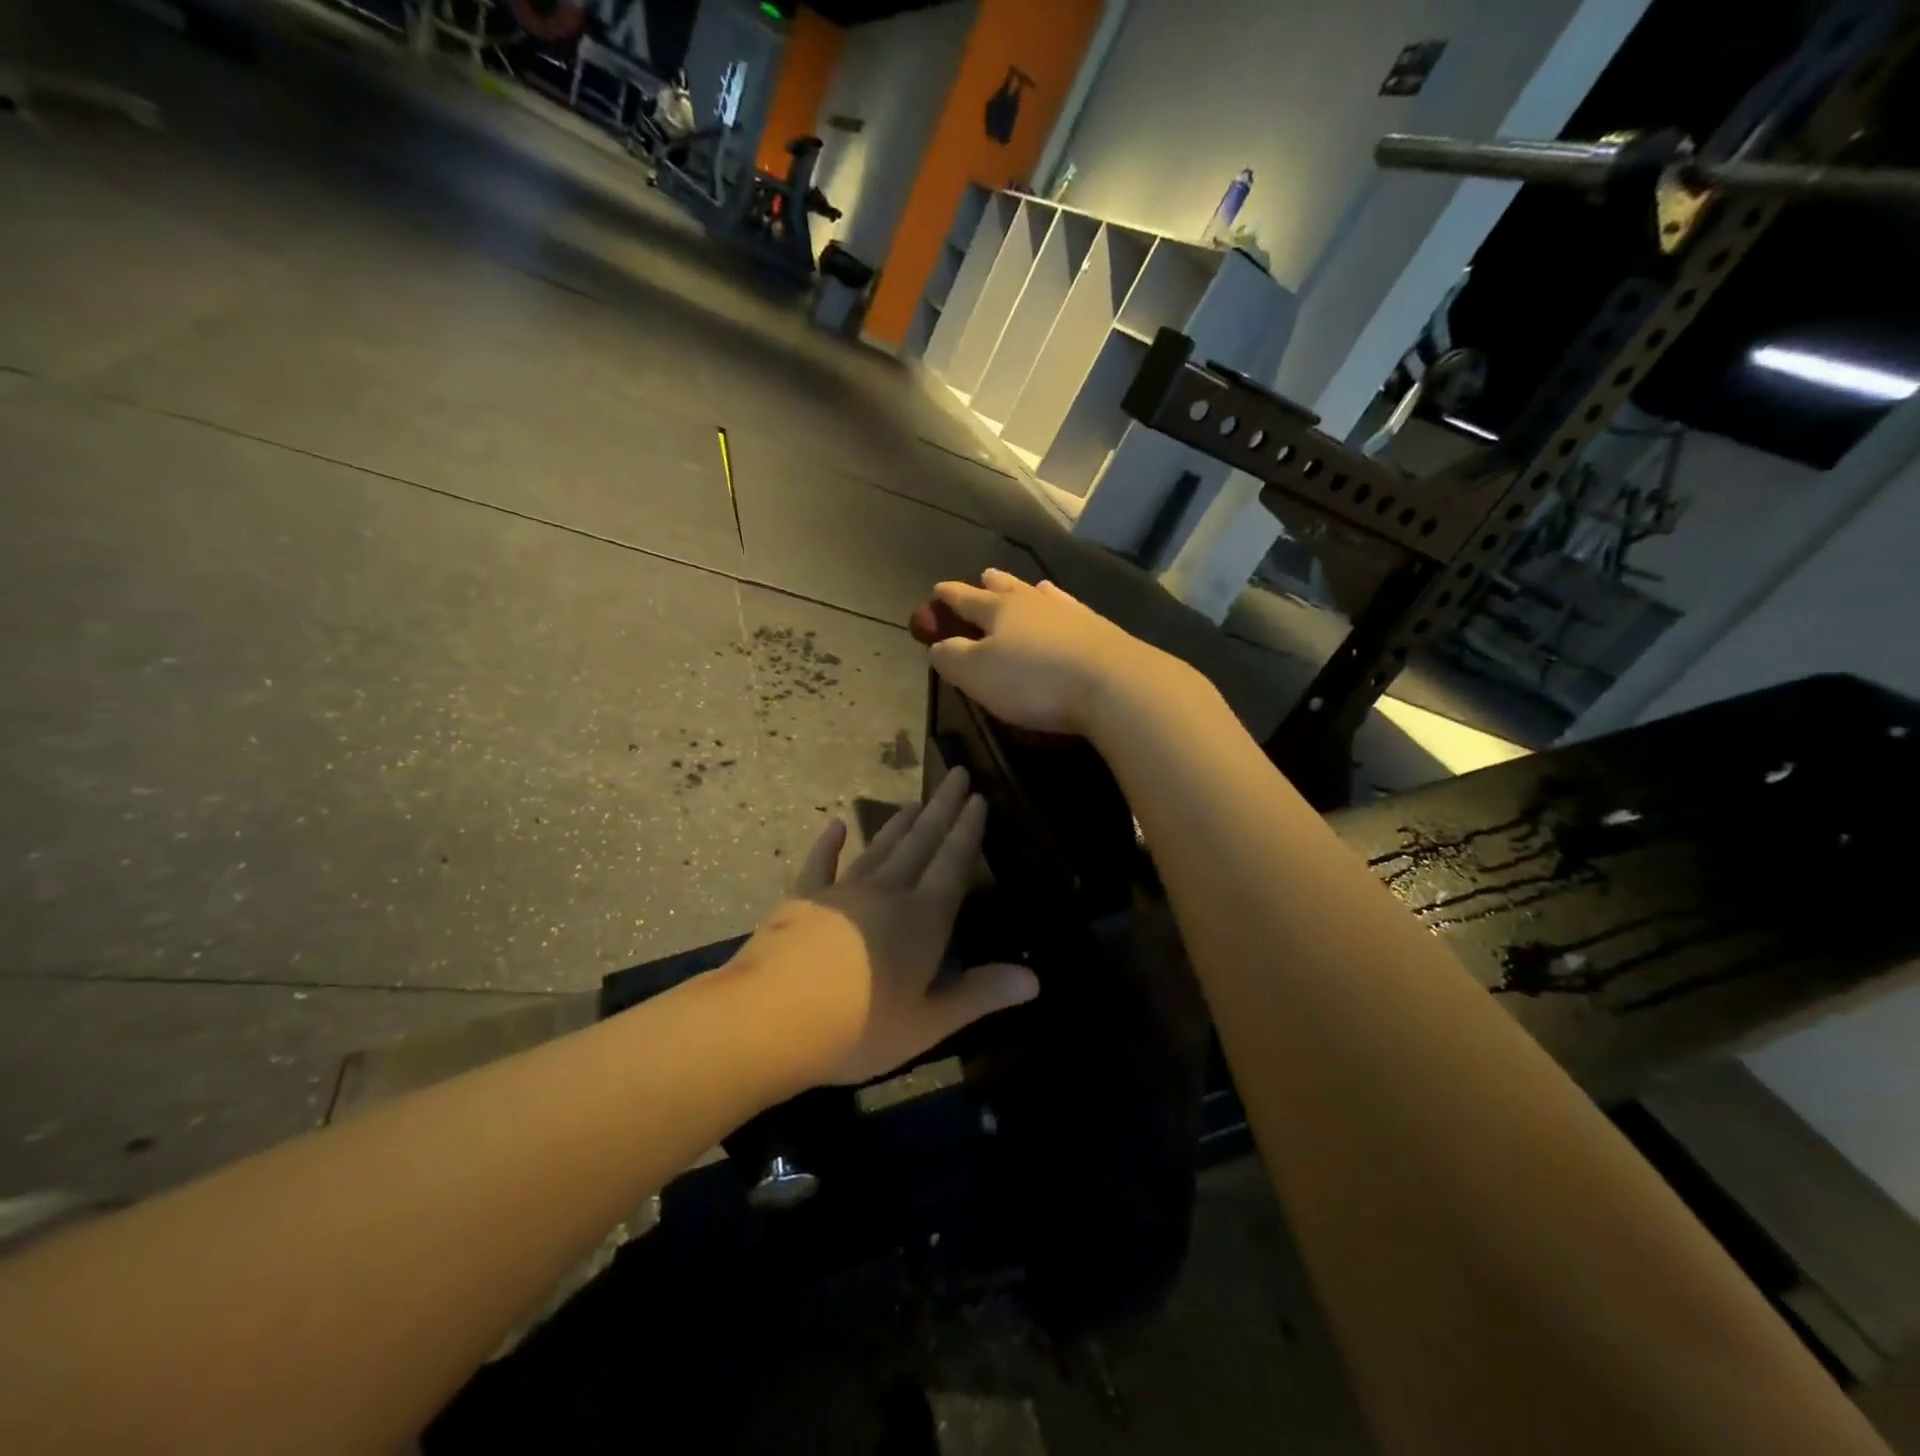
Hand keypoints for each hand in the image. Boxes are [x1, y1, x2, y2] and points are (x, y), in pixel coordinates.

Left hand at [738, 767, 1037, 1087]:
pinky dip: (828, 844)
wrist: (769, 1020)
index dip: (968, 830)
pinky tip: (834, 825)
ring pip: (879, 847)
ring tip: (917, 801)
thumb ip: (980, 995)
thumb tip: (1035, 980)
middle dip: (942, 808)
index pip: (953, 864)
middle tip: (956, 773)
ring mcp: (842, 892)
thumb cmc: (858, 1028)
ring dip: (900, 824)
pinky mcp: (803, 900)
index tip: (978, 797)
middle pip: (921, 841)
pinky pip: (821, 864)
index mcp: (923, 919)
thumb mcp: (928, 1024)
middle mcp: (887, 893)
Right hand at [926, 570, 1189, 738]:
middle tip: (984, 576)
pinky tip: (1068, 607)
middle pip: (1007, 589)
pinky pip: (1071, 609)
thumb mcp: (977, 674)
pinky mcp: (1100, 630)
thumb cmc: (1034, 680)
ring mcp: (1071, 613)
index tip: (938, 590)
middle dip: (992, 585)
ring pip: (1042, 595)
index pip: (966, 598)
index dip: (949, 596)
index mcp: (999, 610)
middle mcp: (1034, 603)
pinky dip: (1061, 605)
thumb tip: (938, 645)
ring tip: (1029, 586)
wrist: (1113, 683)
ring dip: (1030, 591)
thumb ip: (951, 657)